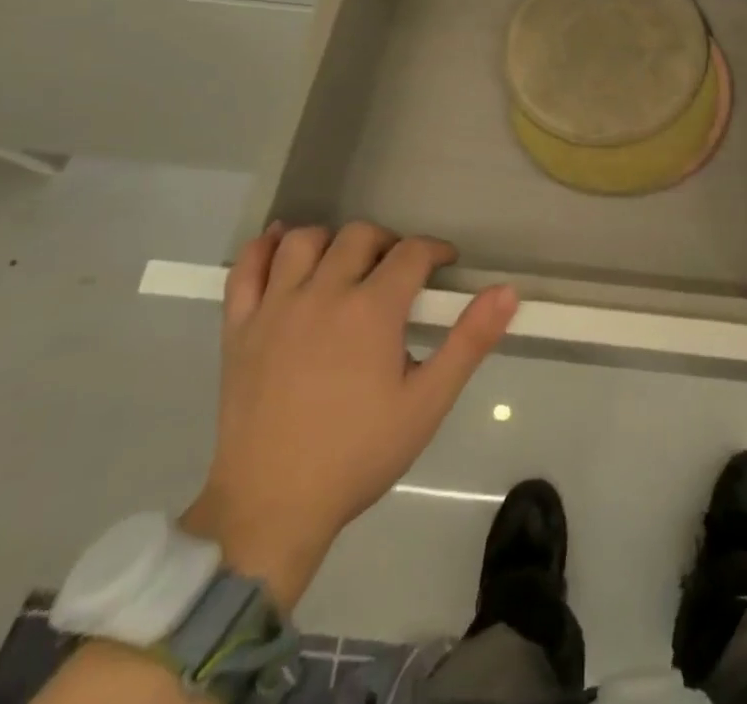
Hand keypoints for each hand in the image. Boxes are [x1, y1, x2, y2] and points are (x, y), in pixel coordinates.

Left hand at [182, 222, 516, 609]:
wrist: (271, 509)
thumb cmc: (358, 454)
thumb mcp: (428, 402)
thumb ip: (470, 341)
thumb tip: (507, 290)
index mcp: (372, 310)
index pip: (411, 253)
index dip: (435, 251)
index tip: (445, 265)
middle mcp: (323, 294)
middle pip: (359, 236)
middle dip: (388, 243)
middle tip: (399, 271)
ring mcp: (275, 309)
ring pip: (304, 241)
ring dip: (331, 242)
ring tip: (346, 266)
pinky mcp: (239, 329)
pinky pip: (246, 270)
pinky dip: (263, 249)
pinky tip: (281, 246)